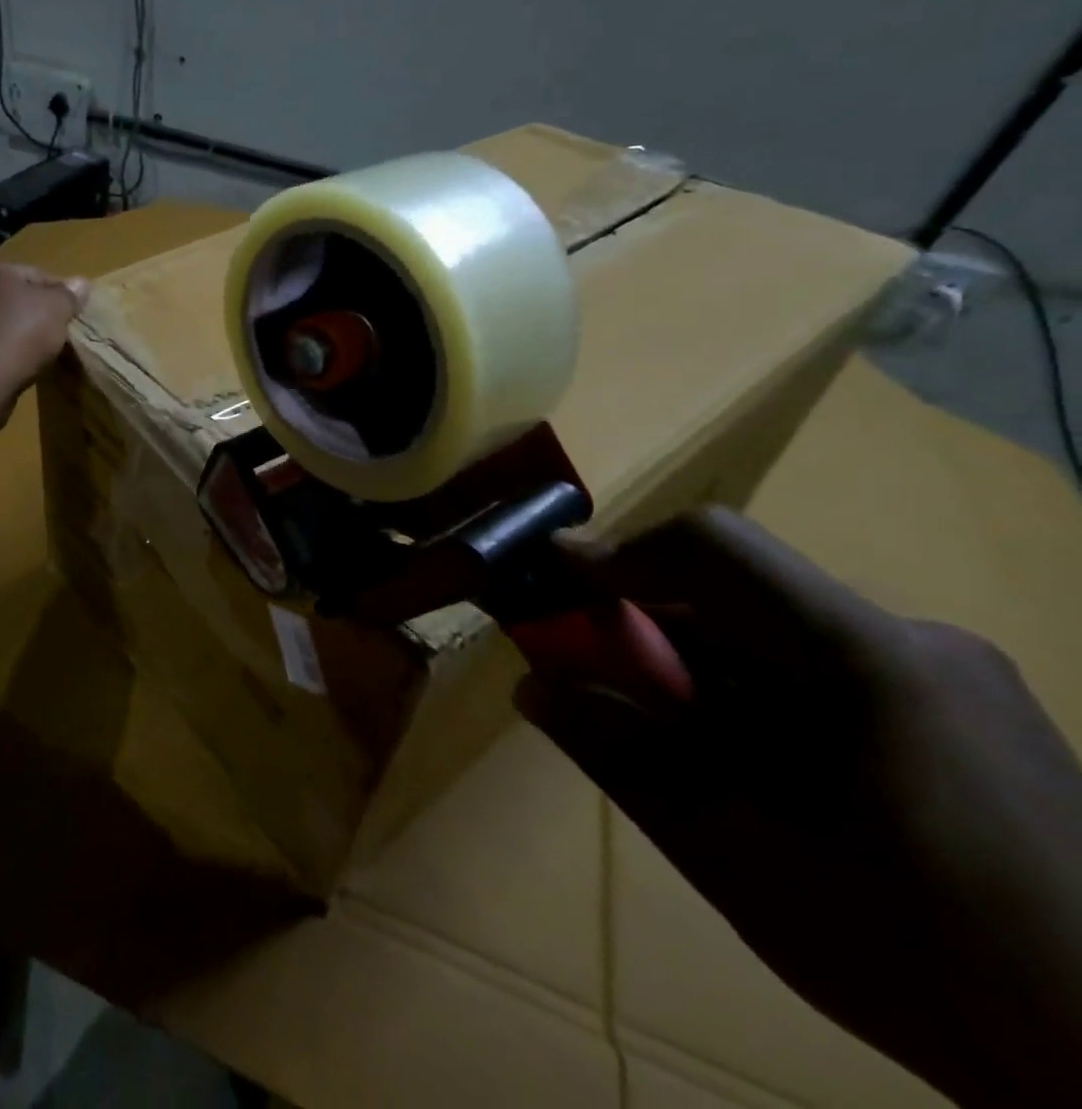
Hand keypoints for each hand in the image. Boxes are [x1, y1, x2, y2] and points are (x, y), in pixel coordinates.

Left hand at [0, 260, 89, 430]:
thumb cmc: (16, 337)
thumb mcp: (54, 310)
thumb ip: (69, 295)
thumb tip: (81, 283)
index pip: (32, 274)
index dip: (58, 294)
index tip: (73, 316)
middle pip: (9, 299)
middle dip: (32, 315)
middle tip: (56, 336)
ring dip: (13, 337)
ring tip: (34, 358)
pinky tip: (10, 371)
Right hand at [521, 507, 1081, 1107]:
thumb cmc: (925, 962)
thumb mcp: (736, 859)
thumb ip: (622, 756)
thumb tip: (532, 685)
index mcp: (864, 658)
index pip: (712, 546)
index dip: (617, 551)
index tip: (550, 581)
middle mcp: (915, 640)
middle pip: (740, 591)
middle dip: (648, 623)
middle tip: (597, 681)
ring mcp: (957, 675)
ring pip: (779, 628)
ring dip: (703, 662)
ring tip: (680, 742)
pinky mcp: (976, 711)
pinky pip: (825, 662)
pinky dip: (759, 688)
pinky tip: (764, 768)